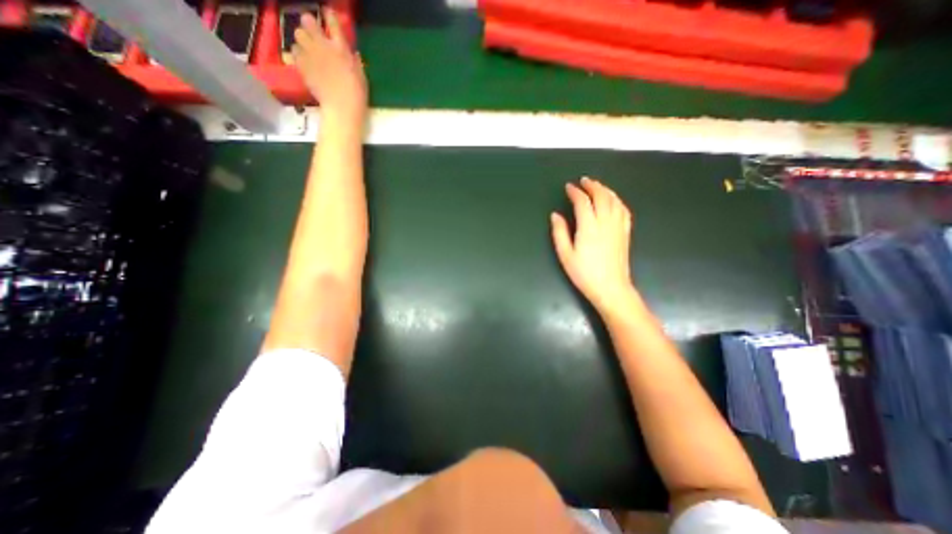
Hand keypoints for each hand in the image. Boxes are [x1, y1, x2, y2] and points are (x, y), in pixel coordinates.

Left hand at [292, 9, 365, 123]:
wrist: (342, 107)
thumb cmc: (357, 94)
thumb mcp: (361, 76)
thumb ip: (355, 62)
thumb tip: (353, 54)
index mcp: (341, 48)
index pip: (333, 23)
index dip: (329, 17)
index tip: (328, 15)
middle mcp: (323, 45)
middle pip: (308, 21)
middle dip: (310, 25)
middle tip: (313, 34)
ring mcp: (310, 54)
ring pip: (298, 34)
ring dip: (302, 40)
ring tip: (307, 49)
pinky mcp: (302, 65)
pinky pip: (294, 52)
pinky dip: (298, 55)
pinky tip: (304, 62)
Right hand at [555, 178, 633, 314]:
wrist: (611, 288)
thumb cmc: (584, 273)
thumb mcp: (565, 254)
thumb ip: (559, 232)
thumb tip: (555, 215)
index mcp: (589, 227)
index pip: (582, 201)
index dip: (575, 192)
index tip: (569, 187)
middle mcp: (605, 222)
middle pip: (601, 196)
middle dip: (592, 185)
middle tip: (583, 181)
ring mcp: (618, 226)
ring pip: (614, 200)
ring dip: (605, 189)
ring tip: (597, 186)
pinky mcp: (625, 232)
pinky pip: (624, 210)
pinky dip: (617, 200)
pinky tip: (613, 200)